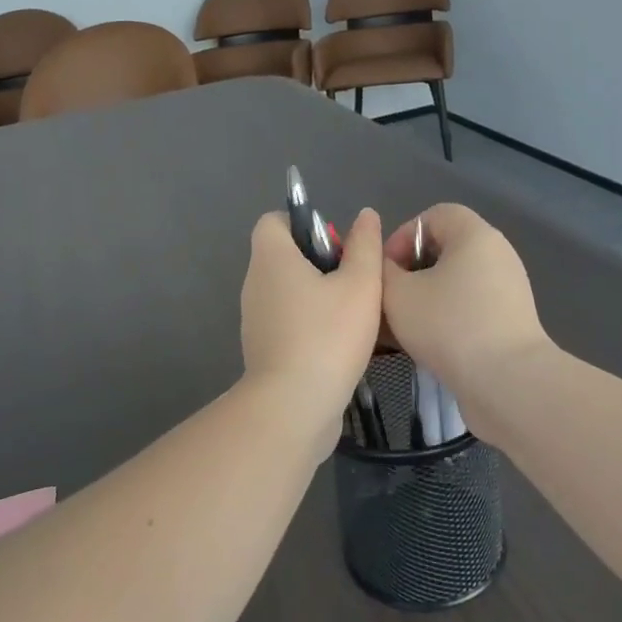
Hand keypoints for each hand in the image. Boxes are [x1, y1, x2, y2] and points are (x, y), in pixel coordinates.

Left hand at [240, 208, 384, 431]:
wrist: (294, 406)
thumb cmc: (328, 335)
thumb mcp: (361, 284)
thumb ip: (365, 246)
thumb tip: (365, 215)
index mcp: (271, 258)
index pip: (274, 221)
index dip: (305, 223)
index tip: (337, 245)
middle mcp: (255, 283)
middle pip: (285, 256)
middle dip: (321, 262)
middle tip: (355, 281)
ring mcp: (255, 319)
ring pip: (289, 291)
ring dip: (319, 296)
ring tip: (355, 314)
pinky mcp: (263, 349)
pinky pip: (288, 322)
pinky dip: (310, 324)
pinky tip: (341, 343)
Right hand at [381, 204, 550, 397]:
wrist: (507, 382)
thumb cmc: (448, 325)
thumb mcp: (397, 294)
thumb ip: (382, 271)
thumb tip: (386, 268)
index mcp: (475, 235)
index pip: (434, 215)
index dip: (402, 236)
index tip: (384, 269)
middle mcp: (497, 254)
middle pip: (446, 249)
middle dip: (412, 270)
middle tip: (389, 298)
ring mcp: (509, 289)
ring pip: (456, 282)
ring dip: (426, 298)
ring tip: (402, 326)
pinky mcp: (511, 321)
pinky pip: (471, 307)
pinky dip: (447, 317)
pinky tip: (427, 345)